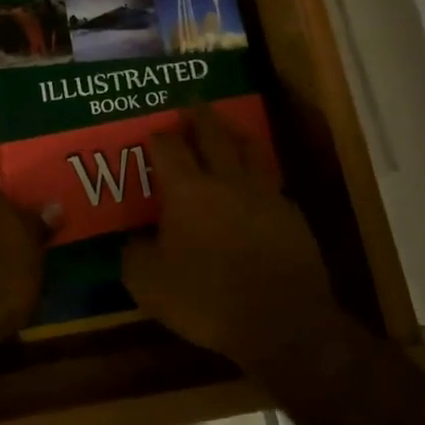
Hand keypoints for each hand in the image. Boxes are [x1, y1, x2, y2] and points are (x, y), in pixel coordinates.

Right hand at [123, 110, 343, 371]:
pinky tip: (256, 185)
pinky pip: (271, 183)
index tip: (154, 131)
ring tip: (227, 130)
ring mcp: (264, 194)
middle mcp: (226, 180)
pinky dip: (258, 176)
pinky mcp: (291, 214)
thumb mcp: (150, 286)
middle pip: (212, 134)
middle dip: (199, 116)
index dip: (159, 136)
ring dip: (234, 135)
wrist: (283, 320)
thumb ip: (135, 256)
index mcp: (187, 191)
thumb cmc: (208, 299)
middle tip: (192, 103)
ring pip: (249, 149)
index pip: (169, 148)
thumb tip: (133, 241)